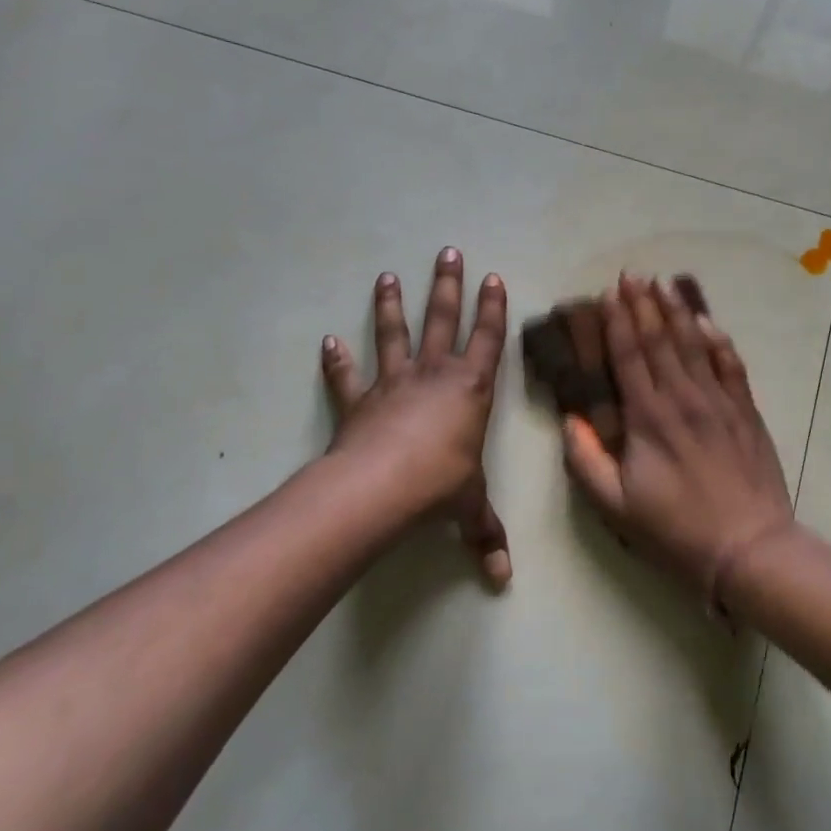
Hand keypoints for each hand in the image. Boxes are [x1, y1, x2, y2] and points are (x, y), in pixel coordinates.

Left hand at [322, 248, 511, 587]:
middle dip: (448, 286)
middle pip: (442, 320)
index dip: (493, 309)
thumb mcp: (469, 509)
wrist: (382, 487)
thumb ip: (484, 536)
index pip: (488, 341)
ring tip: (386, 276)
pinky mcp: (359, 401)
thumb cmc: (440, 487)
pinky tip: (329, 341)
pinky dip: (337, 360)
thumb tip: (502, 579)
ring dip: (392, 306)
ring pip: (395, 335)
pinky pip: (348, 376)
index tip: (492, 277)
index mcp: (471, 390)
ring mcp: (393, 384)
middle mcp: (434, 376)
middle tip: (448, 251)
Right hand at [561, 274, 794, 607]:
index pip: (629, 356)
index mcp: (648, 417)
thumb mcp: (615, 506)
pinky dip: (719, 340)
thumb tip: (569, 420)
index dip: (618, 321)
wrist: (748, 547)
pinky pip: (731, 365)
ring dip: (677, 312)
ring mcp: (719, 402)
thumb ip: (586, 461)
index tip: (608, 293)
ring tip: (663, 284)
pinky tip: (709, 322)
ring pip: (695, 345)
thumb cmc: (675, 530)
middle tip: (632, 275)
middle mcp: (683, 398)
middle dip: (643, 305)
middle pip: (660, 340)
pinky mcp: (746, 412)